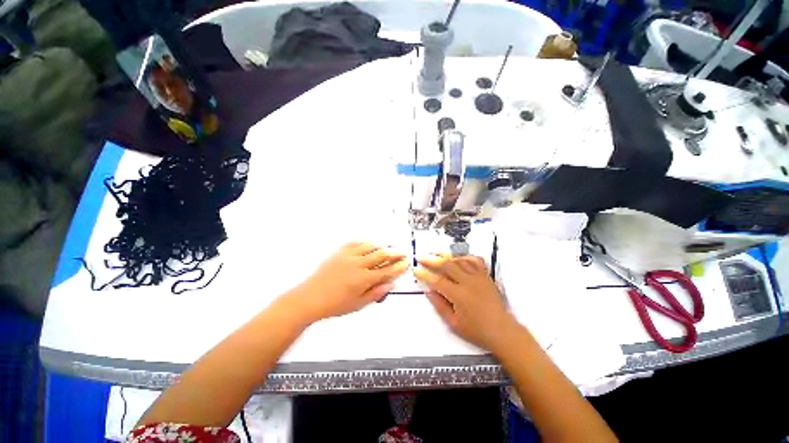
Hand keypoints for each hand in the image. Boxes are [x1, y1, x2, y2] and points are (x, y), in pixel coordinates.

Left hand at [283, 242, 407, 323]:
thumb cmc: (335, 305)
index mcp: (364, 279)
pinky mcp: (340, 251)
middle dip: (395, 253)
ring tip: (387, 249)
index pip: (387, 271)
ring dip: (381, 247)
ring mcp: (349, 256)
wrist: (309, 298)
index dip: (399, 267)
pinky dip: (365, 243)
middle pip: (382, 255)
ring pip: (370, 246)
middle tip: (403, 252)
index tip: (406, 263)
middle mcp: (359, 264)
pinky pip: (356, 243)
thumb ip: (376, 293)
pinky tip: (368, 245)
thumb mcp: (358, 304)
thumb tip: (391, 284)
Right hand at [414, 255, 515, 350]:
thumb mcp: (453, 323)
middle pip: (447, 265)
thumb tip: (428, 291)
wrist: (502, 331)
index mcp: (459, 296)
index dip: (424, 274)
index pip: (437, 281)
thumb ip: (439, 305)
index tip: (415, 269)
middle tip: (421, 257)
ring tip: (434, 254)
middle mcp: (468, 282)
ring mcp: (478, 277)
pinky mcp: (485, 276)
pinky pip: (474, 260)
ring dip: (445, 255)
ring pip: (459, 260)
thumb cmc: (476, 331)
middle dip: (432, 260)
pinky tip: (456, 257)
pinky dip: (464, 256)